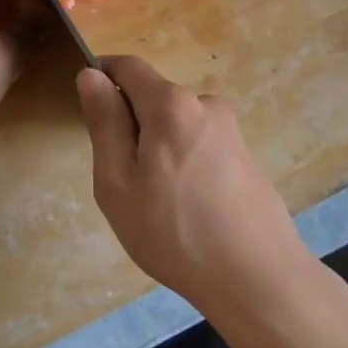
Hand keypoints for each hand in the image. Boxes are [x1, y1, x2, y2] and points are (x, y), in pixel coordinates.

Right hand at [77, 56, 308, 317]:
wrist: (258, 280)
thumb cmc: (174, 233)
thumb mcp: (118, 182)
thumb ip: (104, 123)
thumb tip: (90, 75)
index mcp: (171, 104)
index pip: (128, 66)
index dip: (102, 75)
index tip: (90, 109)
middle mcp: (205, 104)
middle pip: (153, 97)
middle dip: (131, 124)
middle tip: (122, 179)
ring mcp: (231, 130)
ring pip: (176, 124)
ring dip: (158, 147)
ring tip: (157, 202)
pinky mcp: (246, 156)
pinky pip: (200, 144)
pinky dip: (184, 163)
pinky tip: (188, 209)